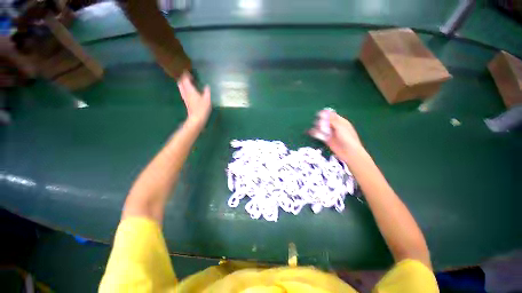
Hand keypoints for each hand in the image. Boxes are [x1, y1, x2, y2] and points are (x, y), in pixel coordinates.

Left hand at [177, 72, 211, 124]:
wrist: (196, 119)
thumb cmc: (202, 108)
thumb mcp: (207, 99)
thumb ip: (207, 91)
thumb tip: (207, 86)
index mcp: (190, 90)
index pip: (185, 80)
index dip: (186, 75)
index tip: (188, 71)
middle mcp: (185, 93)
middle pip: (180, 83)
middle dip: (183, 78)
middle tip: (188, 76)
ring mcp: (185, 98)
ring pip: (181, 88)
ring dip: (183, 84)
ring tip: (189, 83)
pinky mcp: (186, 102)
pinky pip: (184, 92)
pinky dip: (185, 89)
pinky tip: (190, 91)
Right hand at [311, 111, 362, 158]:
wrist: (349, 153)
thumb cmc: (348, 138)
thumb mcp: (341, 127)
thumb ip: (332, 120)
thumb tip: (325, 112)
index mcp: (341, 122)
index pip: (332, 115)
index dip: (326, 114)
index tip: (319, 114)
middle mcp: (335, 127)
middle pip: (325, 121)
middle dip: (321, 122)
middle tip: (320, 125)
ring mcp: (331, 133)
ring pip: (322, 128)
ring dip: (318, 127)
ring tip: (317, 129)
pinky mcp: (327, 140)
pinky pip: (320, 135)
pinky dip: (316, 133)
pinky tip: (311, 132)